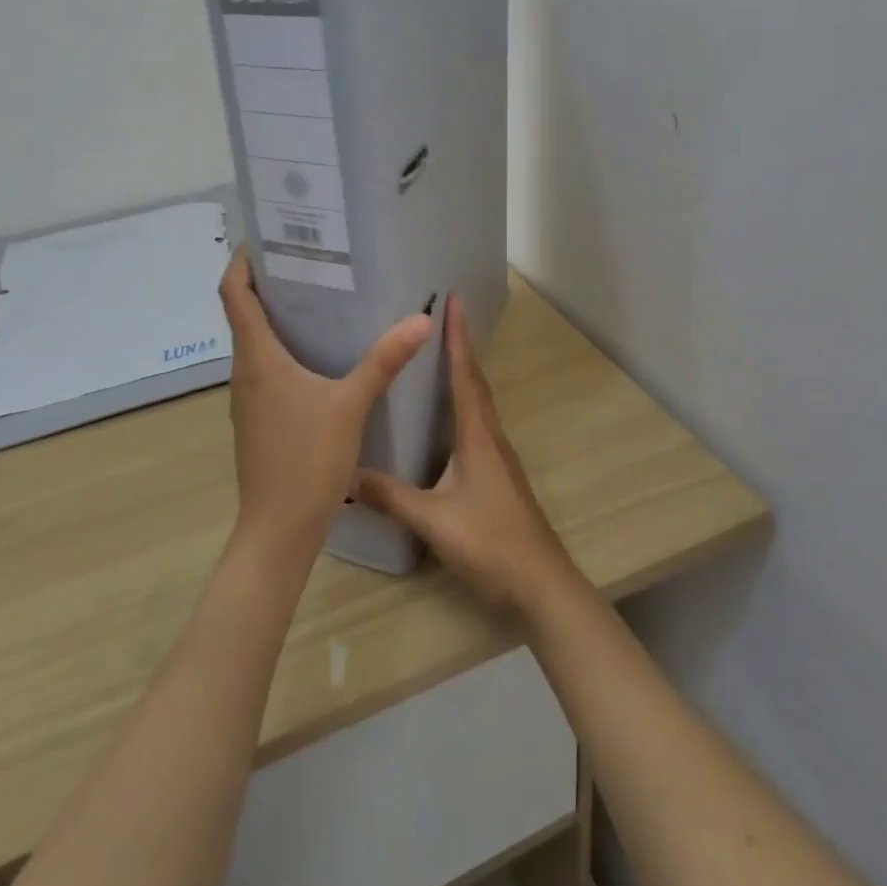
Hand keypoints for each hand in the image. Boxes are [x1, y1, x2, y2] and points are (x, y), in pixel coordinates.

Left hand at [218, 249, 431, 563]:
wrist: (278, 532)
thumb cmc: (307, 462)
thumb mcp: (352, 405)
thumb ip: (384, 361)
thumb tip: (421, 319)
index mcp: (257, 358)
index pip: (233, 293)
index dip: (242, 260)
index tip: (266, 237)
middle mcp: (245, 371)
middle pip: (244, 312)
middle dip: (269, 281)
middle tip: (309, 258)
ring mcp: (249, 398)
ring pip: (256, 342)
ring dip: (278, 315)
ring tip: (320, 296)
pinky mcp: (260, 418)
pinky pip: (266, 367)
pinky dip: (285, 347)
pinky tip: (321, 353)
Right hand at [355, 295, 578, 612]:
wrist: (540, 585)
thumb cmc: (490, 544)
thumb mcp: (434, 521)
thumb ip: (391, 497)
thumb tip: (345, 476)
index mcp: (478, 436)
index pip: (465, 376)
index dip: (458, 337)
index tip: (454, 300)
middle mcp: (491, 437)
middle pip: (475, 382)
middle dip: (461, 347)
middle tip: (443, 316)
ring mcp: (498, 457)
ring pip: (479, 403)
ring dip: (464, 374)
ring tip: (440, 355)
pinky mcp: (498, 476)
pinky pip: (479, 424)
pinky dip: (465, 404)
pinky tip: (448, 417)